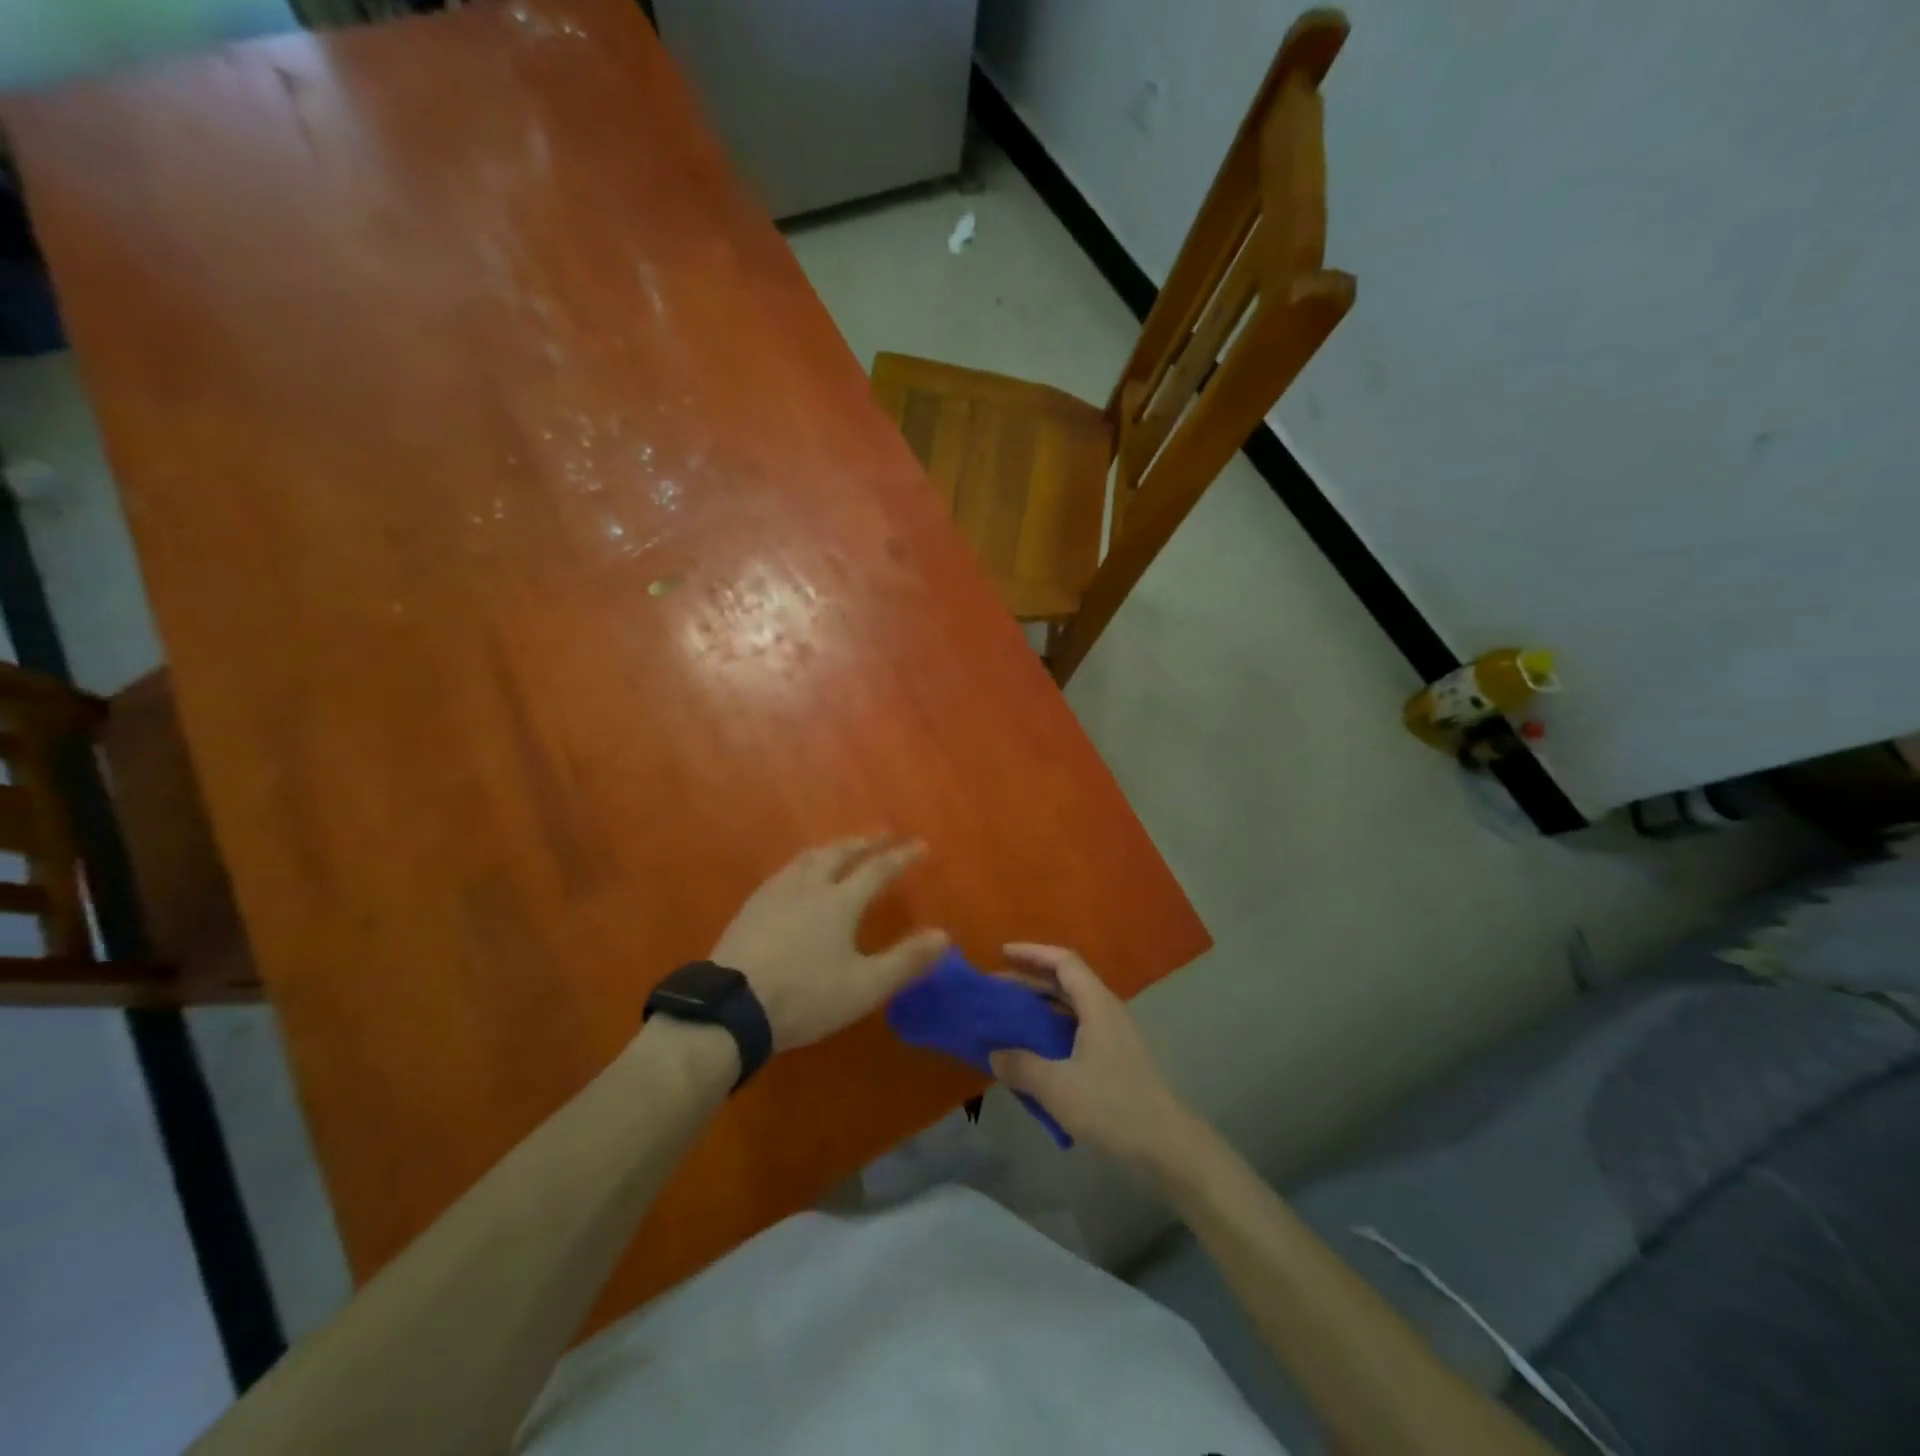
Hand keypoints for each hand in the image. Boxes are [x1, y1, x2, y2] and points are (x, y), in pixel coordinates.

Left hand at [711, 837, 948, 1051]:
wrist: (732, 1007)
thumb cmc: (806, 997)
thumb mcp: (865, 987)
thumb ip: (906, 960)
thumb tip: (944, 936)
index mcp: (840, 901)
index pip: (878, 869)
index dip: (901, 857)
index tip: (920, 845)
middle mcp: (809, 886)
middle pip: (839, 853)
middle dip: (864, 842)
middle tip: (880, 836)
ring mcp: (775, 893)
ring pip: (808, 858)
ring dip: (831, 848)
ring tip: (840, 848)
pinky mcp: (751, 907)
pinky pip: (784, 872)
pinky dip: (803, 864)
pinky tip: (796, 877)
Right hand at [988, 944, 1194, 1169]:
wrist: (1166, 1146)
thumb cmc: (1112, 1106)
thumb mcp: (1057, 1086)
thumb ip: (1021, 1066)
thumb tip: (994, 1054)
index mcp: (1097, 1004)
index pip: (1063, 962)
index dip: (1032, 953)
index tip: (1002, 953)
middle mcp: (1107, 1011)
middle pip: (1066, 982)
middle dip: (1030, 980)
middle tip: (997, 989)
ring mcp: (1114, 1035)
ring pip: (1071, 1008)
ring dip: (1040, 1008)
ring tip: (1009, 1018)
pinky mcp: (1115, 1058)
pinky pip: (1077, 1031)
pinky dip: (1052, 1031)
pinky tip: (1034, 1053)